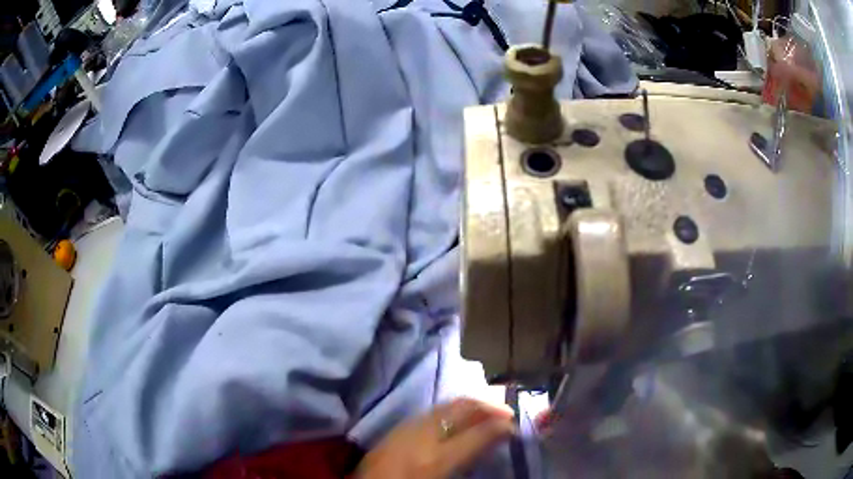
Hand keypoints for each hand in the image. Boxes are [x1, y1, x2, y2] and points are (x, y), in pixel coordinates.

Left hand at [356, 398, 514, 478]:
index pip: (478, 434)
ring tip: (487, 411)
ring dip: (471, 405)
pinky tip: (459, 418)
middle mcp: (423, 436)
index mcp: (437, 459)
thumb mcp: (443, 476)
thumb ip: (467, 460)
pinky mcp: (399, 427)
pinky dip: (452, 409)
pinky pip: (433, 411)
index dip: (501, 427)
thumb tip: (491, 442)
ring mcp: (408, 427)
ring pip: (447, 405)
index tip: (514, 427)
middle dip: (488, 406)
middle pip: (462, 409)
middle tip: (506, 412)